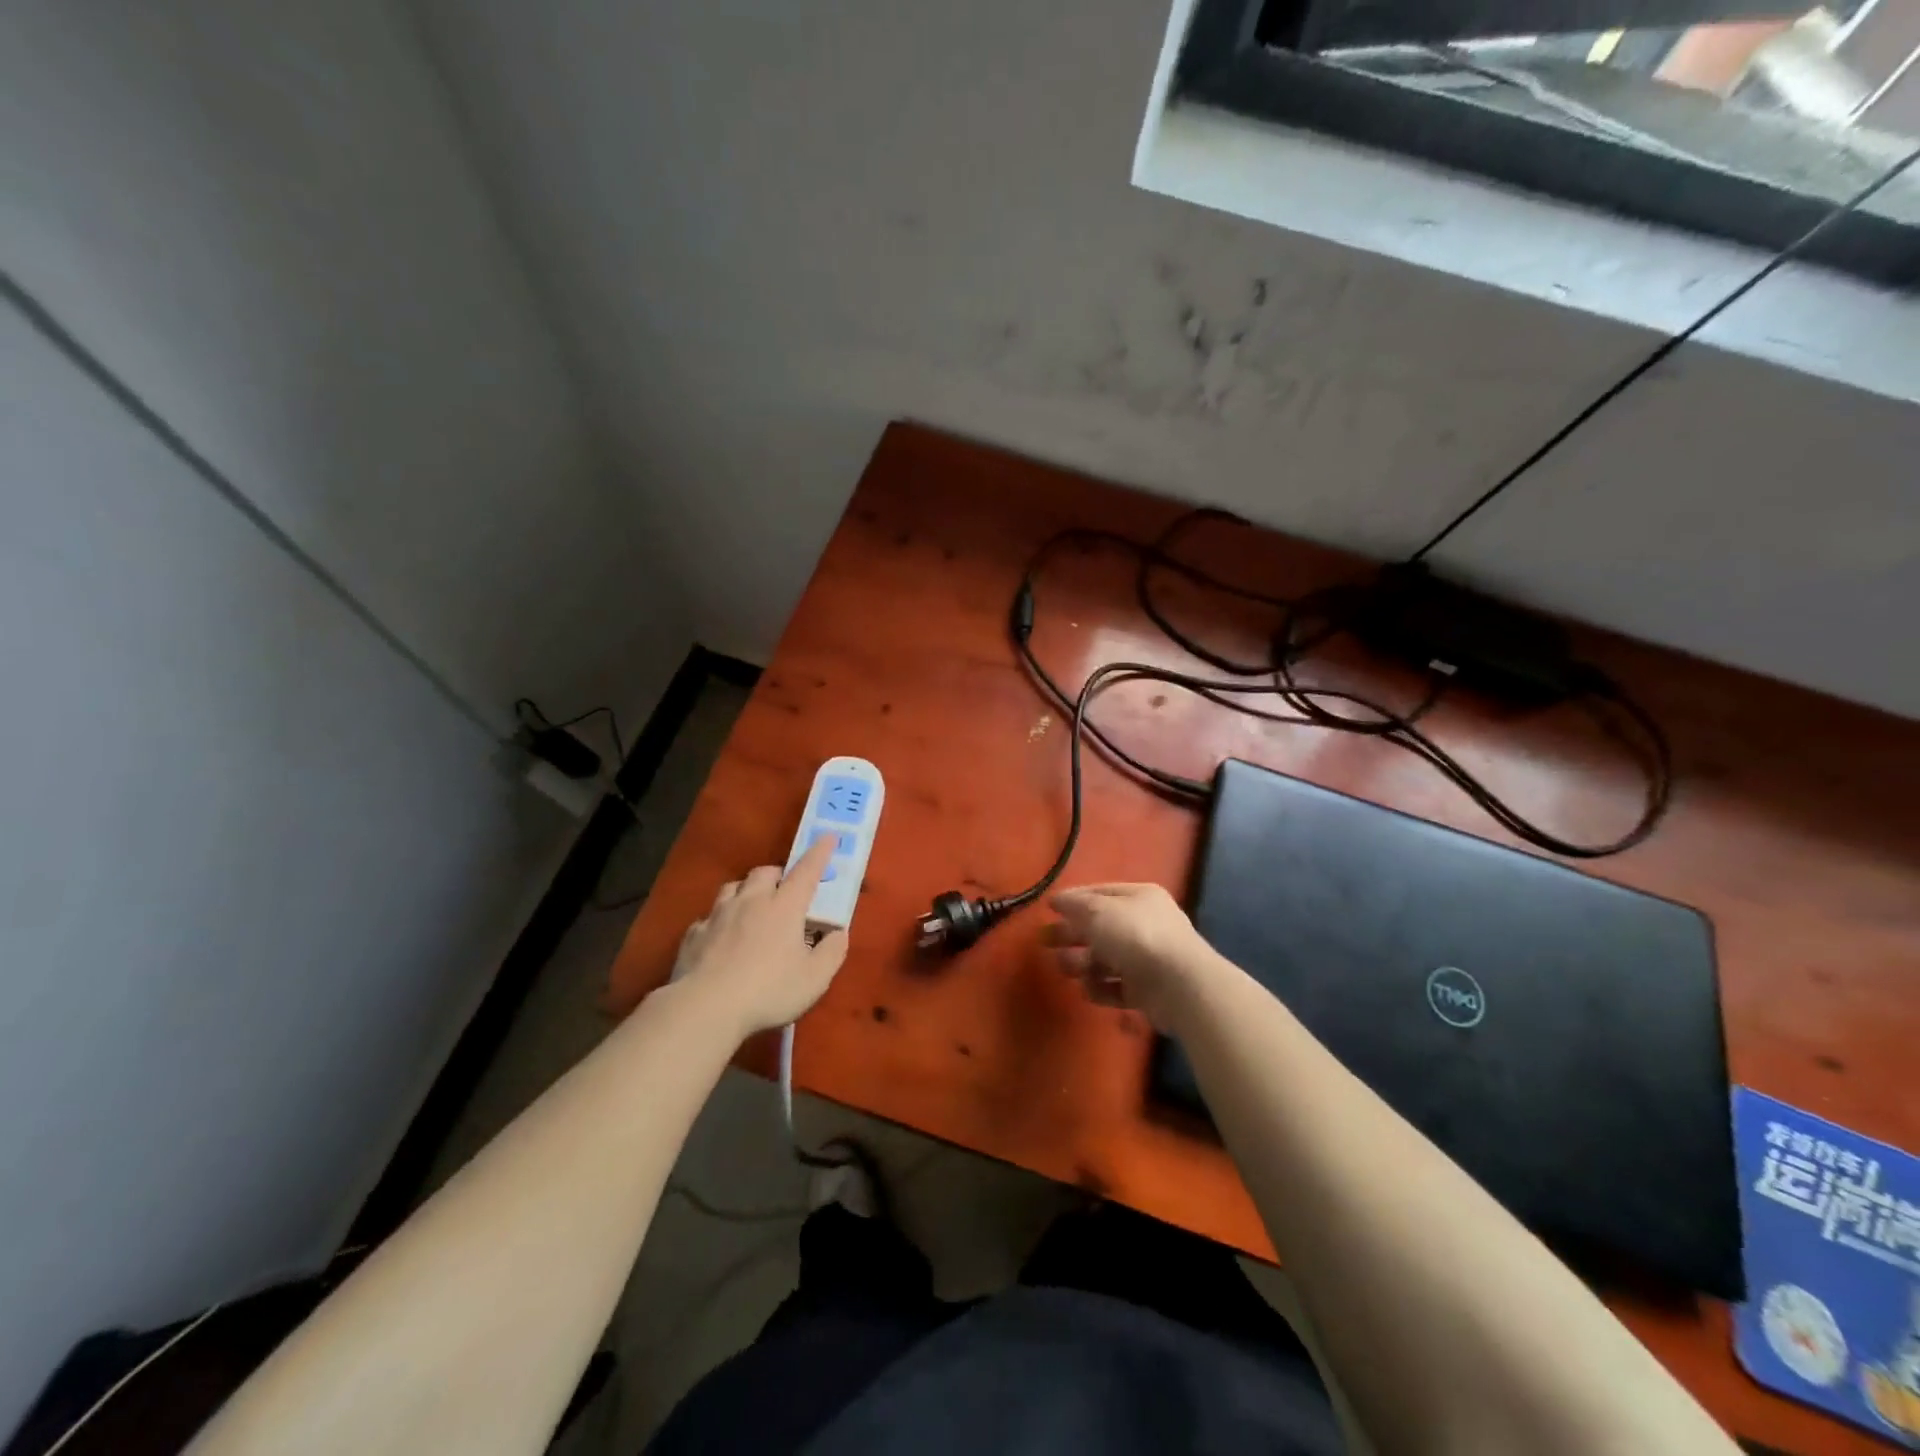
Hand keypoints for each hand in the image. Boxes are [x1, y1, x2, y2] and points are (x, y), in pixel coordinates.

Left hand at [671, 839, 848, 1038]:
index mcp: (785, 906)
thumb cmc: (769, 991)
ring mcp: (718, 915)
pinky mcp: (693, 935)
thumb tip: (838, 933)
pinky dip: (720, 921)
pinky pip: (709, 917)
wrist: (705, 1008)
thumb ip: (832, 951)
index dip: (819, 852)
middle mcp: (751, 901)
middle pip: (765, 872)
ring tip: (752, 907)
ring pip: (733, 888)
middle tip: (786, 891)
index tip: (828, 836)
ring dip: (746, 891)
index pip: (807, 870)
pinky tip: (721, 938)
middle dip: (778, 875)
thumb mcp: (815, 978)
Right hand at [1045, 883, 1220, 1030]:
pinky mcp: (1148, 991)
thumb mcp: (1098, 911)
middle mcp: (1146, 924)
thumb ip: (1074, 905)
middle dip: (1072, 934)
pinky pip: (1117, 987)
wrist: (1180, 985)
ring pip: (1106, 959)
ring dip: (1083, 964)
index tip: (1048, 910)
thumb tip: (1057, 900)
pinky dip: (1101, 989)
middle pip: (1100, 927)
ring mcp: (1148, 959)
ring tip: (1066, 969)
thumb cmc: (1136, 936)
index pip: (1100, 894)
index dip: (1073, 901)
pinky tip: (1090, 990)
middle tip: (1044, 942)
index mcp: (1139, 897)